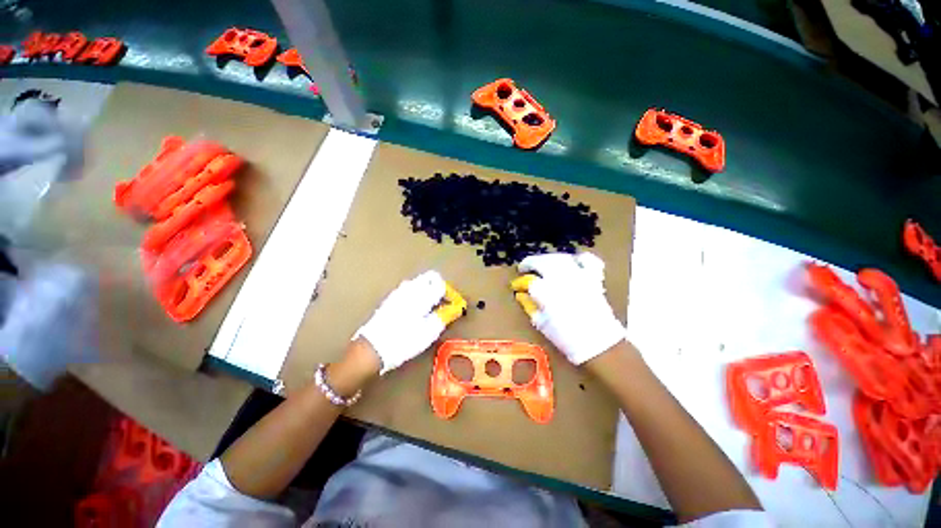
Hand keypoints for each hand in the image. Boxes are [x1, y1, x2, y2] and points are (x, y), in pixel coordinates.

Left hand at [354, 270, 463, 374]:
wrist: (372, 348)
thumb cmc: (404, 340)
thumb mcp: (430, 331)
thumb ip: (444, 316)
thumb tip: (454, 308)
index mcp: (422, 294)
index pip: (441, 284)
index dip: (450, 294)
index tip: (454, 306)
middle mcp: (410, 288)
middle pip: (430, 278)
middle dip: (440, 287)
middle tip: (444, 303)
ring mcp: (398, 292)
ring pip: (419, 282)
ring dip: (428, 290)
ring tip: (431, 308)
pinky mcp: (390, 300)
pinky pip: (409, 290)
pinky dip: (418, 295)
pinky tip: (416, 311)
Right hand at [511, 252, 624, 364]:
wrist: (599, 345)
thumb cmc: (566, 338)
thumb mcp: (541, 324)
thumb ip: (529, 306)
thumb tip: (521, 294)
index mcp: (548, 295)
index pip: (529, 281)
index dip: (520, 282)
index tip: (516, 285)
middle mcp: (563, 281)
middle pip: (543, 262)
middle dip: (530, 262)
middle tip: (524, 268)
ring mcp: (580, 277)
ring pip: (560, 258)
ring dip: (547, 258)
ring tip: (542, 264)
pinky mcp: (593, 279)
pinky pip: (587, 261)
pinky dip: (578, 259)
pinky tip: (571, 262)